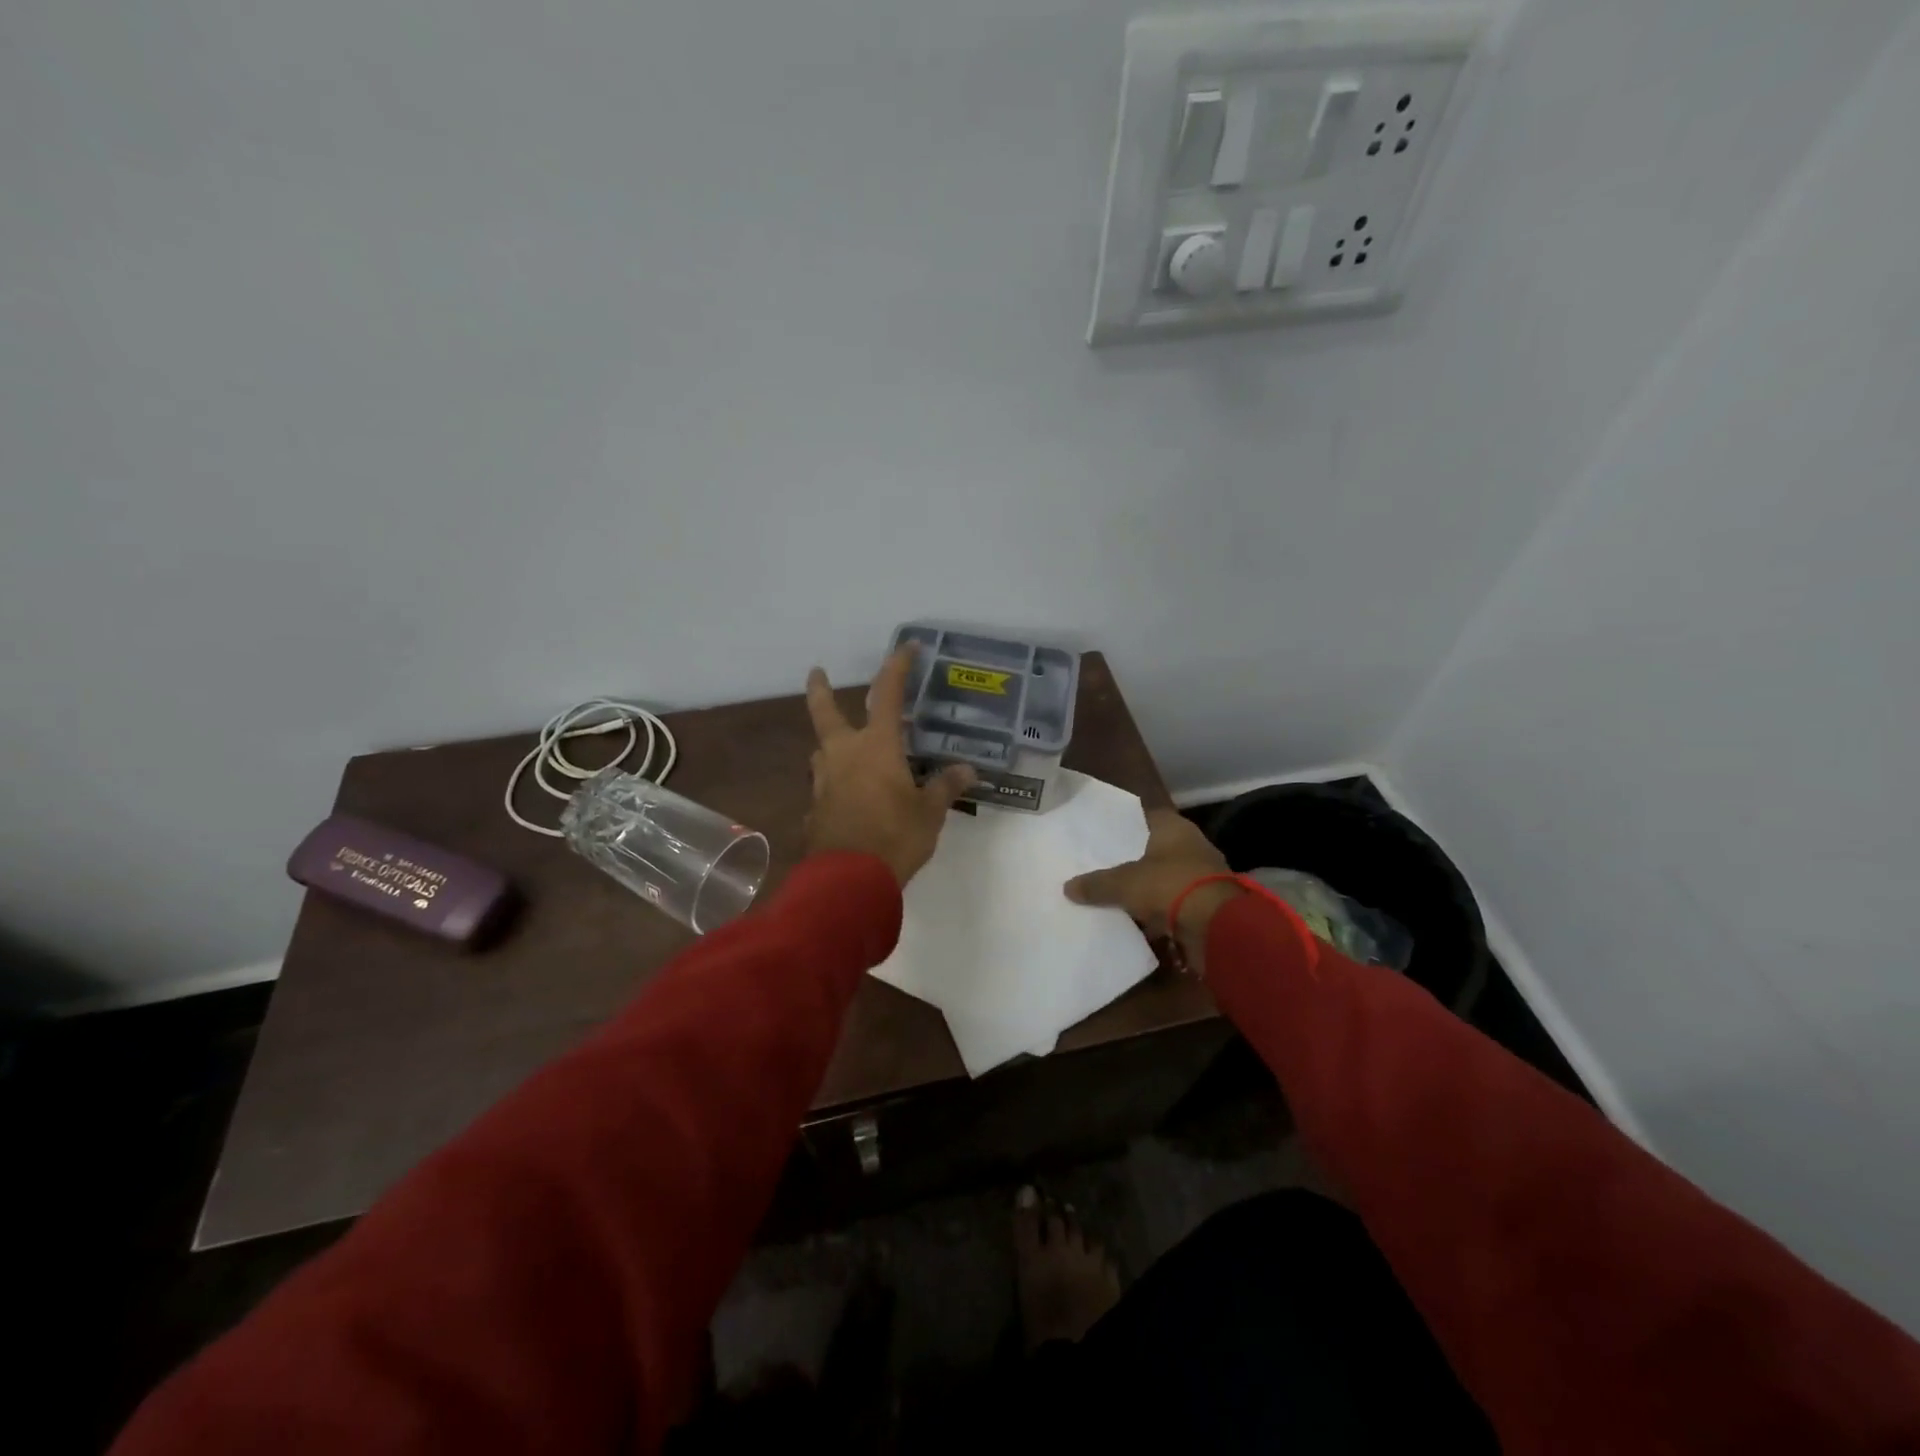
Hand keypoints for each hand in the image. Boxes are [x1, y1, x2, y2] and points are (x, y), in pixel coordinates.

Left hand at [805, 647, 976, 885]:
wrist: (848, 880)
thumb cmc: (894, 837)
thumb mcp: (929, 812)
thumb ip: (944, 788)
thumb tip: (967, 770)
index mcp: (876, 747)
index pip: (887, 695)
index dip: (898, 668)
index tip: (906, 647)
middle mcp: (844, 755)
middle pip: (825, 713)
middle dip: (821, 690)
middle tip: (816, 672)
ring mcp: (823, 783)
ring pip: (822, 750)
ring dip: (830, 742)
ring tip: (843, 745)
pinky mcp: (815, 810)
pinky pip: (823, 786)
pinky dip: (834, 783)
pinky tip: (844, 797)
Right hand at [1064, 810, 1238, 966]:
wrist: (1217, 927)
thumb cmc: (1169, 886)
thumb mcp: (1124, 884)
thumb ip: (1096, 884)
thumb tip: (1067, 887)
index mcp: (1174, 828)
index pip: (1146, 817)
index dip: (1125, 825)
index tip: (1103, 836)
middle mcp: (1191, 845)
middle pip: (1155, 849)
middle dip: (1133, 860)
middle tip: (1103, 867)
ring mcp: (1202, 875)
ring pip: (1165, 877)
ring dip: (1147, 887)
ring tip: (1116, 895)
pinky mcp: (1207, 903)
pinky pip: (1174, 903)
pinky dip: (1160, 911)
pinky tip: (1137, 919)